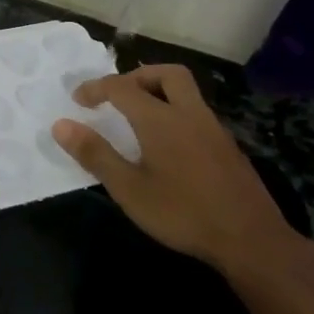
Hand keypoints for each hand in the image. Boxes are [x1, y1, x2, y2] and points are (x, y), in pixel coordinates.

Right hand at [52, 64, 305, 279]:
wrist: (251, 240)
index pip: (122, 88)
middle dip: (137, 75)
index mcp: (161, 119)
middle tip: (117, 95)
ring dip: (159, 93)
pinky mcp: (228, 148)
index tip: (77, 100)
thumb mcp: (129, 189)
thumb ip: (95, 154)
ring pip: (186, 92)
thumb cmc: (183, 213)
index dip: (96, 88)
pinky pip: (197, 114)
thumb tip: (61, 125)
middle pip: (167, 74)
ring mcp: (214, 130)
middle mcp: (189, 114)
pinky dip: (176, 113)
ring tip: (137, 117)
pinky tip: (167, 145)